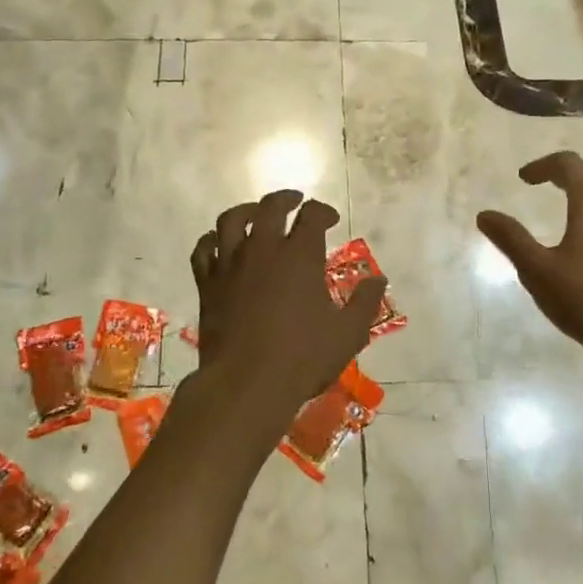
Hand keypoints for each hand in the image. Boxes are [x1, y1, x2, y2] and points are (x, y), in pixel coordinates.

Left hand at [186, 191, 387, 435]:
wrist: (245, 384)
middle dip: (286, 199)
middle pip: (270, 207)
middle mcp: (263, 249)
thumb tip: (379, 280)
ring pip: (231, 220)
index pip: (312, 215)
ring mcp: (230, 264)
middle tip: (295, 202)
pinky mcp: (207, 284)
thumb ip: (365, 303)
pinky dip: (211, 240)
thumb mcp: (347, 334)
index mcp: (300, 256)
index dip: (323, 211)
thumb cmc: (302, 358)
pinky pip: (203, 250)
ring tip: (255, 214)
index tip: (330, 219)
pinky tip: (218, 243)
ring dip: (246, 210)